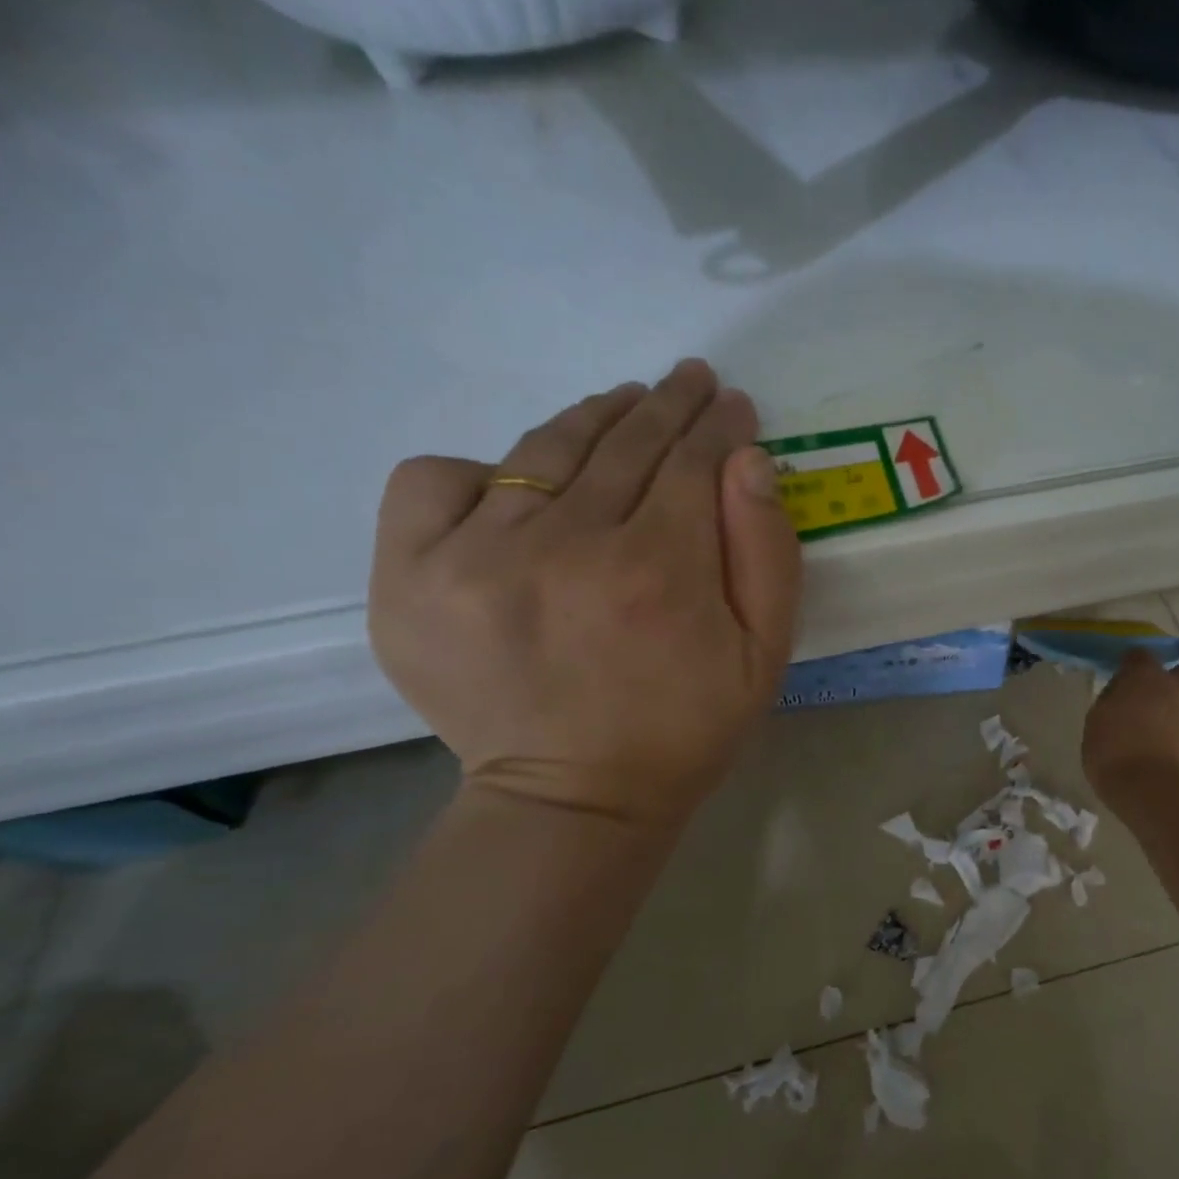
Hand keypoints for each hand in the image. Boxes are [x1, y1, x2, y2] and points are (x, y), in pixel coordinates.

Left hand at [368, 360, 801, 828]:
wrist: (573, 797)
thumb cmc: (686, 727)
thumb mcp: (764, 654)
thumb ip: (767, 553)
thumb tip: (747, 460)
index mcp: (659, 572)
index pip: (691, 461)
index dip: (718, 425)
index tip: (732, 405)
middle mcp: (565, 547)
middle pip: (624, 444)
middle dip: (668, 404)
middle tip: (691, 381)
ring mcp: (476, 556)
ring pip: (543, 448)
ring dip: (594, 416)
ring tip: (625, 403)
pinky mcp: (411, 577)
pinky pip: (437, 479)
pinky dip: (484, 468)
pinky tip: (520, 485)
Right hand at [1082, 651, 1178, 805]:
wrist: (1156, 792)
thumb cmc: (1114, 755)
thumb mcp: (1097, 723)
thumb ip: (1113, 702)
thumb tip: (1123, 698)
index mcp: (1144, 678)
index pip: (1140, 655)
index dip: (1133, 667)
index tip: (1125, 682)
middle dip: (1175, 684)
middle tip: (1157, 707)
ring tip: (1171, 745)